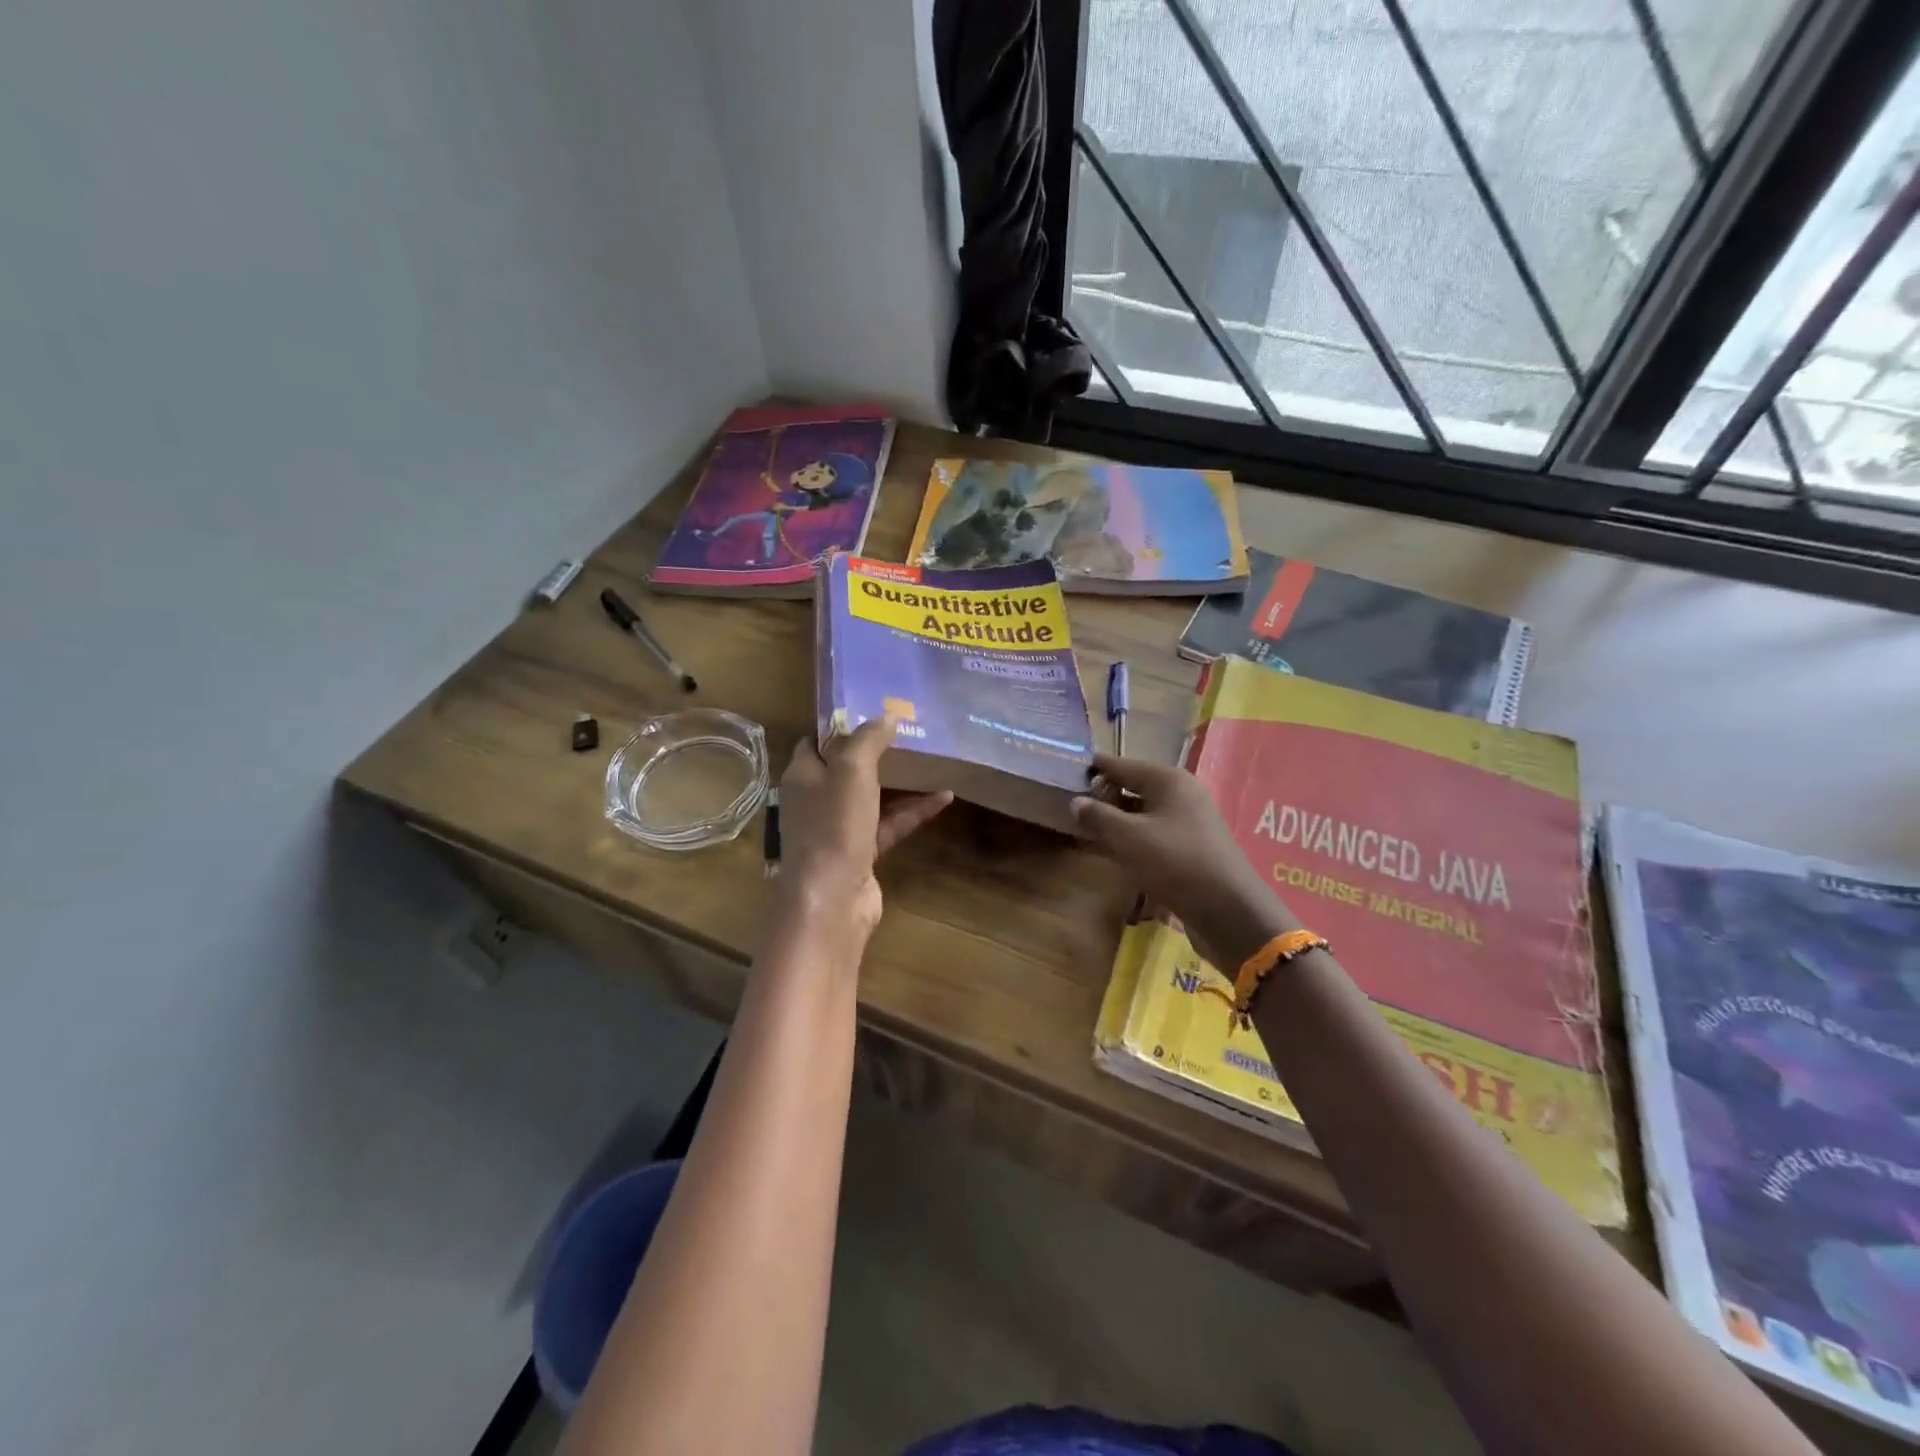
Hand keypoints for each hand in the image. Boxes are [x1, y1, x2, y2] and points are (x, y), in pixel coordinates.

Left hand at [777, 715, 951, 937]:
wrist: (832, 899)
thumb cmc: (834, 825)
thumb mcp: (852, 770)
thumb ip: (868, 739)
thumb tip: (887, 714)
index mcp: (803, 775)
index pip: (816, 741)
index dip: (840, 725)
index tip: (872, 709)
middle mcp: (816, 799)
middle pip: (846, 768)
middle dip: (875, 751)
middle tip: (908, 731)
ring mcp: (838, 828)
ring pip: (871, 797)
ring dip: (900, 781)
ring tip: (931, 760)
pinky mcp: (861, 852)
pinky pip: (890, 824)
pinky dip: (914, 811)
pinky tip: (944, 798)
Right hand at [1070, 753, 1297, 971]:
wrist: (1229, 910)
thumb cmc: (1175, 862)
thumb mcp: (1128, 838)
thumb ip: (1098, 816)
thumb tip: (1075, 801)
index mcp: (1168, 780)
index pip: (1122, 765)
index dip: (1096, 767)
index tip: (1068, 768)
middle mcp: (1182, 794)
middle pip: (1135, 786)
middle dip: (1105, 794)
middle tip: (1071, 802)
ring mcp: (1190, 821)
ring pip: (1144, 812)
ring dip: (1118, 818)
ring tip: (1087, 826)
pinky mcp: (1192, 847)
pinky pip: (1155, 832)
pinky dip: (1134, 837)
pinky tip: (1116, 849)